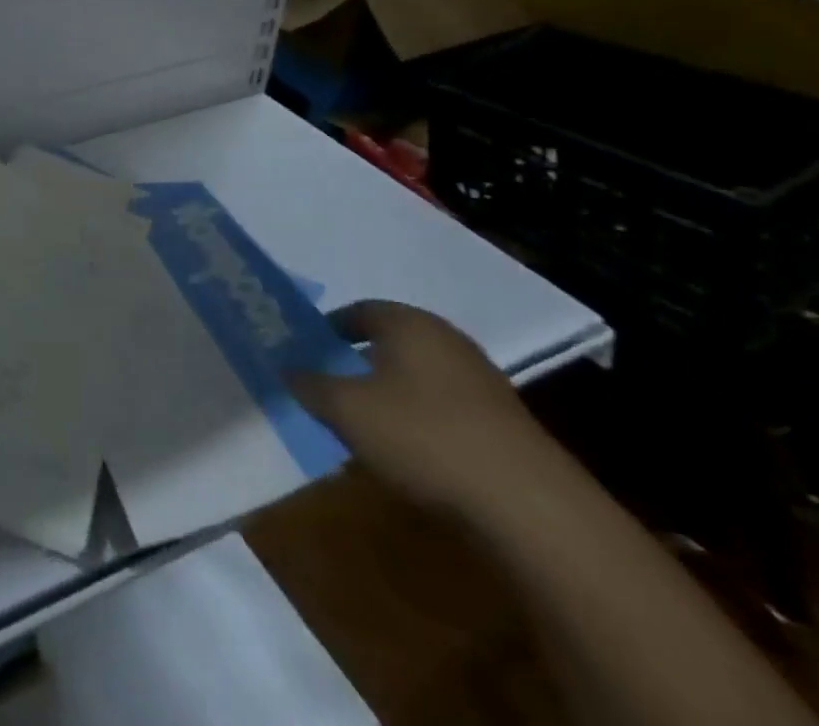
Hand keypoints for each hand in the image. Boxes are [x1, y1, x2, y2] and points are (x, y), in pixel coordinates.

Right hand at [290, 300, 567, 521]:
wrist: (531, 507)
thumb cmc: (424, 437)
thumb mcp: (346, 410)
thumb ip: (309, 384)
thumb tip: (287, 368)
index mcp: (408, 323)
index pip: (357, 311)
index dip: (327, 329)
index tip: (306, 351)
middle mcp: (446, 339)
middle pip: (390, 341)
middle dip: (358, 360)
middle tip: (329, 385)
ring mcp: (481, 380)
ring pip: (418, 376)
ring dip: (391, 393)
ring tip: (365, 423)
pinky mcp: (504, 422)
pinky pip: (445, 407)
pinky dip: (422, 420)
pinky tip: (410, 451)